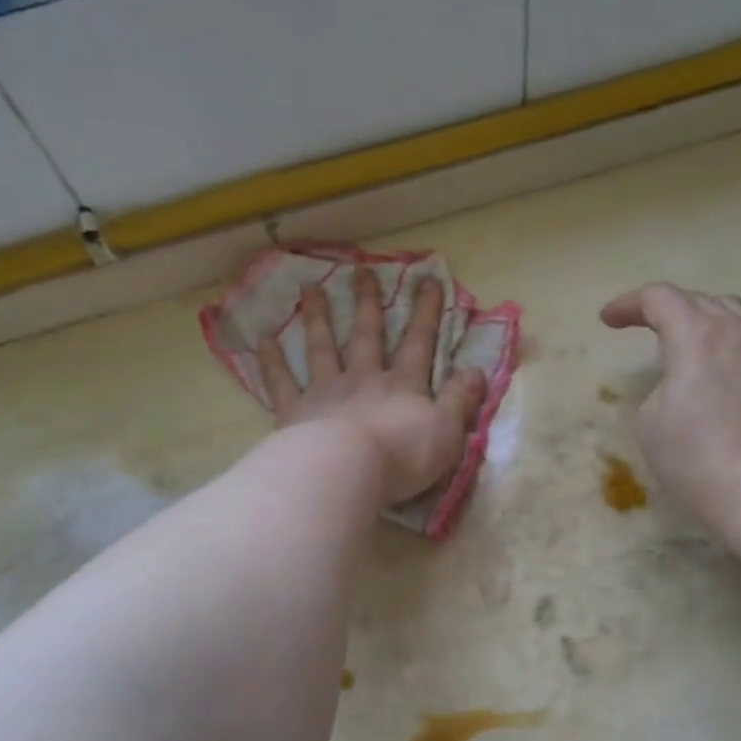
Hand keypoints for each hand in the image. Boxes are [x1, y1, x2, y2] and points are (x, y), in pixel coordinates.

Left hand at [260, 267, 486, 505]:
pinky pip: (282, 382)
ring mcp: (326, 392)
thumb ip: (461, 400)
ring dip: (318, 318)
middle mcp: (363, 379)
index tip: (427, 280)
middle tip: (361, 270)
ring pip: (322, 348)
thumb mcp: (447, 431)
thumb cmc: (403, 455)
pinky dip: (272, 361)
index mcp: (402, 386)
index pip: (419, 343)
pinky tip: (262, 340)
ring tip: (311, 288)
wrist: (347, 470)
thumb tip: (478, 371)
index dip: (426, 313)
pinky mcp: (295, 412)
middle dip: (367, 303)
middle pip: (366, 335)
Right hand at [601, 283, 740, 533]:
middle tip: (646, 327)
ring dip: (706, 324)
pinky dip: (734, 347)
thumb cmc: (698, 460)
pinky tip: (728, 371)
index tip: (608, 320)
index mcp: (699, 336)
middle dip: (669, 309)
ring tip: (690, 345)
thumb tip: (684, 386)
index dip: (629, 304)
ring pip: (737, 319)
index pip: (660, 299)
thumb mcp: (651, 422)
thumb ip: (661, 388)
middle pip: (702, 301)